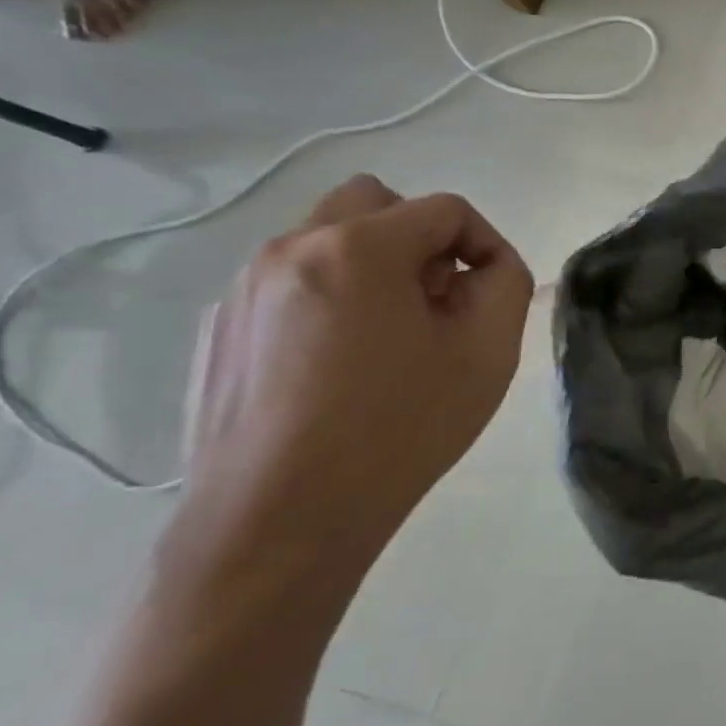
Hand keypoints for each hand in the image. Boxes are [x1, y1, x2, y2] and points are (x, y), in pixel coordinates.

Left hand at [164, 176, 533, 596]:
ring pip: (329, 240)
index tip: (493, 294)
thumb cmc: (399, 428)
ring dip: (377, 266)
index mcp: (357, 249)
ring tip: (396, 335)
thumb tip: (485, 267)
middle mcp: (290, 250)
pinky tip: (345, 364)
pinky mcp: (219, 329)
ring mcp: (243, 289)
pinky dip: (333, 296)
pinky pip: (294, 282)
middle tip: (441, 299)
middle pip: (375, 203)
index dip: (487, 244)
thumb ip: (506, 283)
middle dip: (423, 239)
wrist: (279, 521)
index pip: (445, 210)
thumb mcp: (488, 351)